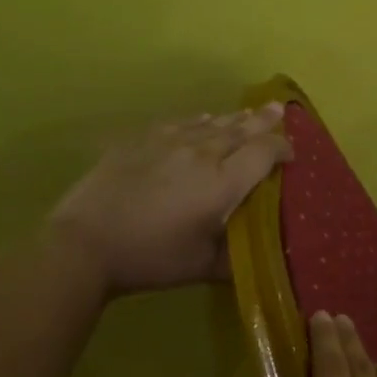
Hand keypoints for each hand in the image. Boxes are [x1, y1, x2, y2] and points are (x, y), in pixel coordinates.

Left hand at [47, 106, 291, 293]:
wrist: (85, 243)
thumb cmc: (151, 258)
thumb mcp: (202, 267)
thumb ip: (235, 256)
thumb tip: (257, 255)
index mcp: (222, 184)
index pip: (263, 153)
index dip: (281, 149)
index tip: (291, 153)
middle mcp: (202, 154)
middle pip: (240, 130)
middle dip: (264, 121)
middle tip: (280, 109)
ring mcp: (169, 142)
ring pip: (211, 123)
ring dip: (234, 118)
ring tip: (249, 112)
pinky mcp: (141, 140)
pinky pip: (180, 123)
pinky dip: (199, 121)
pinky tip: (202, 119)